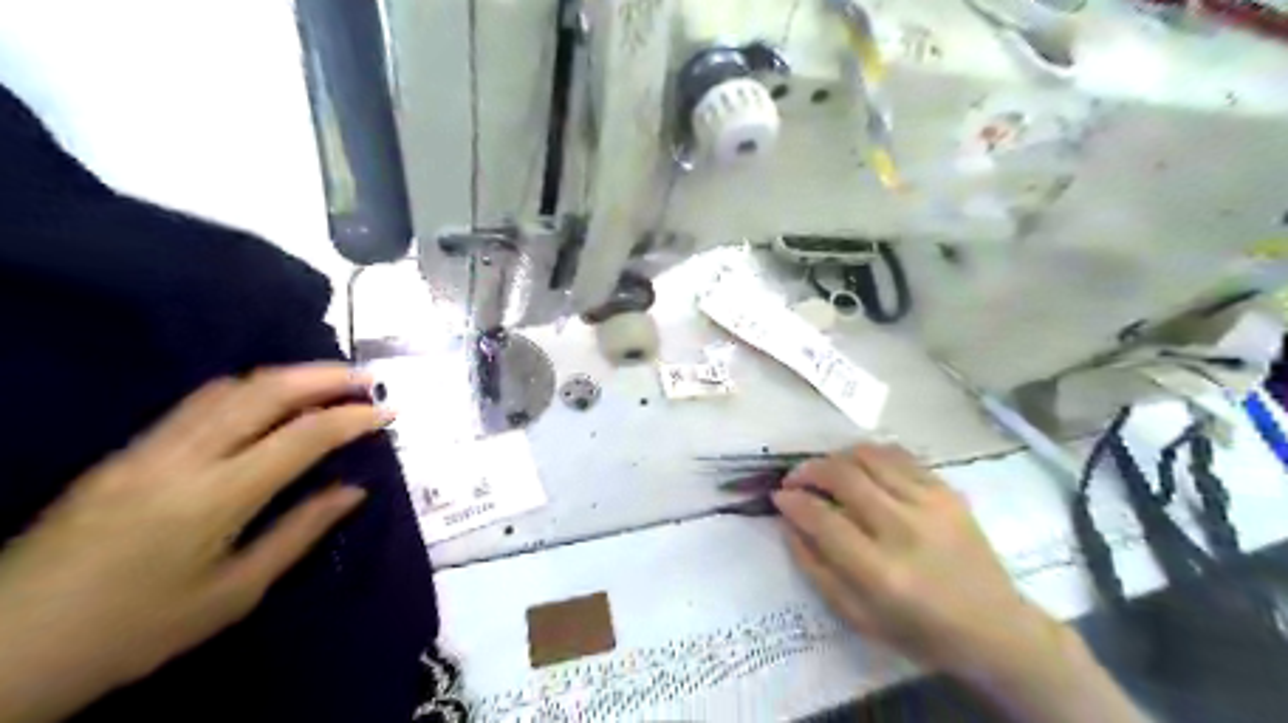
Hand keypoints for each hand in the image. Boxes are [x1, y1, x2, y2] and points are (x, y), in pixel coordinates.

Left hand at [1, 367, 385, 721]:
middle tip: (367, 380)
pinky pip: (200, 401)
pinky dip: (249, 389)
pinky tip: (269, 401)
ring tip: (329, 382)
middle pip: (264, 392)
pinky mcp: (125, 451)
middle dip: (324, 377)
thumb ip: (299, 533)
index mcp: (215, 497)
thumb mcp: (233, 593)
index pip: (302, 436)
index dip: (352, 418)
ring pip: (228, 387)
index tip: (389, 412)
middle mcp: (182, 457)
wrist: (3, 649)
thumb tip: (353, 491)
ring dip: (287, 376)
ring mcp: (147, 448)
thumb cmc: (134, 630)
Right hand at [769, 444, 1062, 679]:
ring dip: (836, 457)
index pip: (822, 518)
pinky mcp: (947, 490)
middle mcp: (904, 529)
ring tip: (825, 471)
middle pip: (843, 476)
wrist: (995, 627)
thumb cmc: (919, 630)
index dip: (793, 502)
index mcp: (880, 572)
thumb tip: (788, 523)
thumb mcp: (856, 616)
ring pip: (869, 456)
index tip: (779, 497)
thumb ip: (815, 568)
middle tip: (795, 479)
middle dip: (808, 470)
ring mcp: (930, 504)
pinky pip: (898, 455)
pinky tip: (859, 466)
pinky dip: (869, 454)